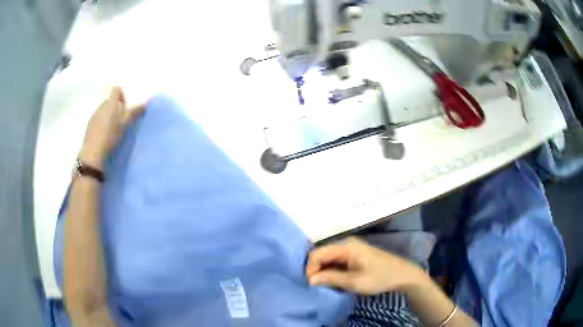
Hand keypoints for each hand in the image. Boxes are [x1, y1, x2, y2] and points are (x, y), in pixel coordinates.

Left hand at [80, 87, 145, 168]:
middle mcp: (101, 105)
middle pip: (110, 100)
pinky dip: (102, 122)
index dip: (122, 95)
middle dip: (116, 107)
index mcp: (111, 103)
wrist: (93, 152)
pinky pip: (98, 117)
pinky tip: (104, 134)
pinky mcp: (89, 124)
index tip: (125, 107)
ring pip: (104, 109)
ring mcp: (94, 114)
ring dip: (109, 115)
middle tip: (120, 120)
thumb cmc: (111, 136)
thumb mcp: (125, 125)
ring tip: (112, 129)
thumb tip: (145, 103)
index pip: (117, 89)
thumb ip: (134, 113)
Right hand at [306, 237, 428, 294]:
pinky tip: (336, 281)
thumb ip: (331, 278)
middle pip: (322, 255)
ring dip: (325, 272)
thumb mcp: (354, 281)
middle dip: (317, 270)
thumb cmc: (380, 277)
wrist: (403, 275)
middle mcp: (347, 244)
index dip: (310, 268)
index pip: (317, 253)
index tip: (312, 284)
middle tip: (319, 286)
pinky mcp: (355, 255)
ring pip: (329, 259)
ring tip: (327, 285)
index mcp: (346, 247)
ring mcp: (352, 249)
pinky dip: (333, 271)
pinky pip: (337, 261)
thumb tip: (309, 279)